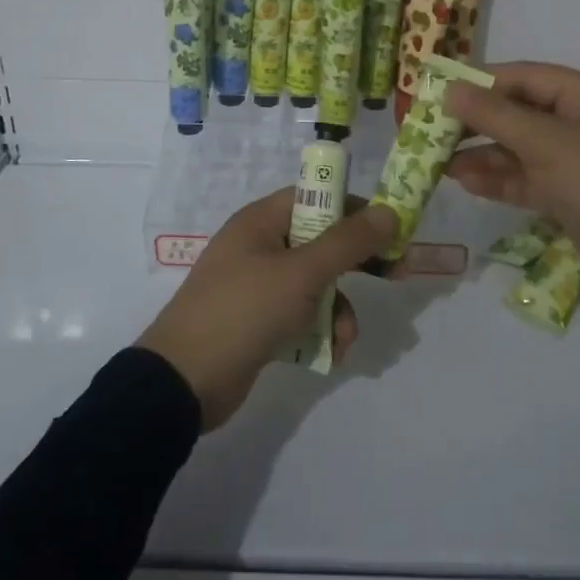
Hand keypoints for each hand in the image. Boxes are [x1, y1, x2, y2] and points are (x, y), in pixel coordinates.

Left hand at [137, 189, 397, 429]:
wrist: (183, 382)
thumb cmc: (244, 310)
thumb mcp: (302, 273)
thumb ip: (348, 242)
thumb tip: (389, 212)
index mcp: (262, 220)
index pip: (316, 197)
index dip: (354, 209)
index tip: (390, 228)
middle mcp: (260, 246)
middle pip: (320, 241)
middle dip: (357, 262)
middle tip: (396, 274)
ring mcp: (258, 285)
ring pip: (316, 284)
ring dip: (339, 308)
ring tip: (345, 338)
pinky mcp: (258, 321)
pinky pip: (301, 314)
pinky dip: (319, 329)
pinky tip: (330, 355)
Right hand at [444, 63, 579, 300]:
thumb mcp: (547, 145)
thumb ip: (495, 116)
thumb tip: (450, 89)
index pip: (523, 76)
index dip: (480, 82)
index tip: (439, 92)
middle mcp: (579, 122)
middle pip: (518, 112)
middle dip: (477, 122)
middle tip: (432, 130)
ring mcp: (575, 160)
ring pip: (518, 148)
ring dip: (482, 154)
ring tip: (440, 162)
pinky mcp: (569, 194)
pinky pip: (527, 177)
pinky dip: (499, 179)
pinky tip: (465, 182)